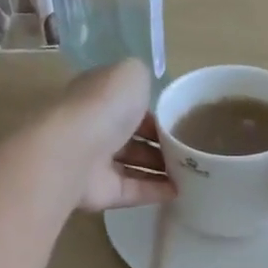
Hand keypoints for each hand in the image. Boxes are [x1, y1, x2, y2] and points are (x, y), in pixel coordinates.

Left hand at [49, 60, 175, 213]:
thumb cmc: (105, 106)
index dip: (152, 111)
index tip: (177, 120)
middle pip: (131, 136)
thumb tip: (145, 92)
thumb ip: (141, 79)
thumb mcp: (130, 74)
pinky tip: (180, 190)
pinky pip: (134, 191)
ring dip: (160, 168)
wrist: (75, 152)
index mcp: (97, 96)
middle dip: (159, 142)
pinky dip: (156, 191)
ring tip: (192, 170)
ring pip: (133, 164)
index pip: (125, 103)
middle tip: (189, 147)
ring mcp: (96, 162)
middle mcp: (94, 127)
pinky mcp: (102, 192)